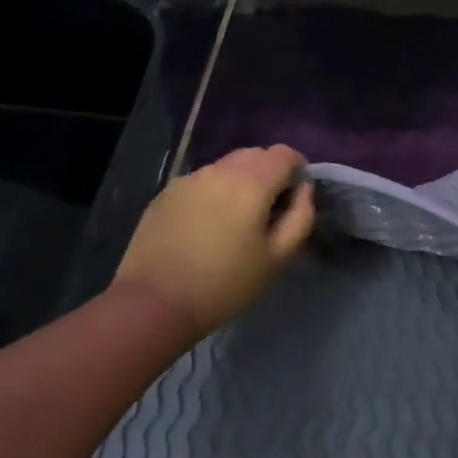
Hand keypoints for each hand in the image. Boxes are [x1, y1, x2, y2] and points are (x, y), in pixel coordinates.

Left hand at [114, 145, 315, 335]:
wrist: (154, 303)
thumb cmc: (225, 284)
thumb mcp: (278, 257)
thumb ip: (301, 216)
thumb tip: (303, 189)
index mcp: (252, 181)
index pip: (285, 154)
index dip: (298, 169)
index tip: (296, 197)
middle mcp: (220, 169)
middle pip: (256, 155)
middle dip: (270, 173)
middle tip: (269, 210)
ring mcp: (189, 178)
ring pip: (227, 166)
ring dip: (241, 182)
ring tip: (236, 219)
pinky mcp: (166, 192)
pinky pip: (202, 181)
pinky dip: (214, 192)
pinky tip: (206, 226)